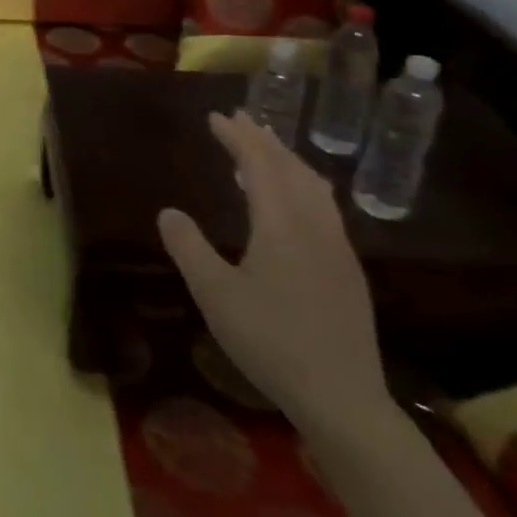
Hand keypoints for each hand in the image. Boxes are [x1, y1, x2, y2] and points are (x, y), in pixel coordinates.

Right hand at [157, 110, 390, 434]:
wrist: (342, 398)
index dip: (237, 137)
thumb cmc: (271, 341)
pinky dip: (303, 186)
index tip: (216, 117)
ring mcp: (338, 248)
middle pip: (291, 168)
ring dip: (288, 161)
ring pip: (314, 187)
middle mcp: (315, 226)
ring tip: (266, 151)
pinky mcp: (348, 271)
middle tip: (240, 119)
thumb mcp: (215, 295)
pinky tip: (294, 203)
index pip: (259, 164)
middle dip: (264, 140)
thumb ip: (189, 248)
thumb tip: (168, 212)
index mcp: (282, 225)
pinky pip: (324, 207)